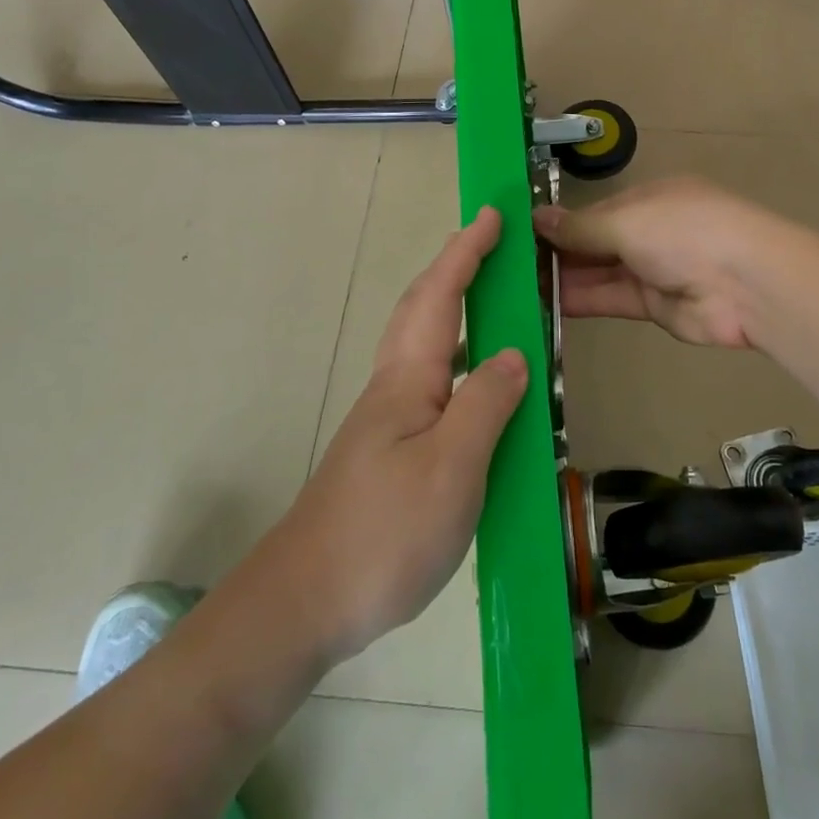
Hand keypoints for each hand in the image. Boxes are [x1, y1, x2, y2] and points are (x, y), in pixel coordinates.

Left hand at [269, 206, 527, 661]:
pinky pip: (430, 383)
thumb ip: (485, 404)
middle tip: (489, 244)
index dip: (465, 252)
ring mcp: (387, 421)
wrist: (305, 603)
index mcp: (408, 379)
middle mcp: (393, 388)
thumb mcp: (451, 468)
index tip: (491, 216)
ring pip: (423, 345)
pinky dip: (456, 360)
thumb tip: (513, 354)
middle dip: (454, 268)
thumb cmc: (383, 531)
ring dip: (452, 309)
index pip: (439, 297)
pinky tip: (475, 387)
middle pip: (422, 310)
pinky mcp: (389, 452)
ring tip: (490, 302)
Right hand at [534, 176, 776, 348]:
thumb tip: (536, 218)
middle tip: (509, 264)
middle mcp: (650, 231)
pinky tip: (545, 304)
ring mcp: (653, 269)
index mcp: (648, 199)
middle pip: (595, 242)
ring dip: (564, 278)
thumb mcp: (626, 220)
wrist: (746, 285)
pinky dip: (581, 301)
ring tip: (517, 286)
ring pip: (599, 272)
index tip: (520, 234)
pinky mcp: (654, 306)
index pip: (594, 210)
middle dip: (557, 252)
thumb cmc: (684, 232)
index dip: (559, 222)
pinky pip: (610, 299)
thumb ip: (580, 226)